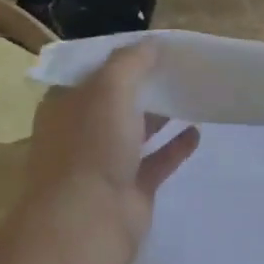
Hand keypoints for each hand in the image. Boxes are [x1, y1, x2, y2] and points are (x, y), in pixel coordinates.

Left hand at [20, 42, 199, 263]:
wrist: (90, 219)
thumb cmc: (91, 147)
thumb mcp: (108, 89)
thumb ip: (130, 63)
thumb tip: (151, 43)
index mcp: (65, 106)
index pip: (91, 74)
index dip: (120, 59)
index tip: (152, 47)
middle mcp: (82, 132)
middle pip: (116, 102)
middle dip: (145, 86)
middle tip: (179, 68)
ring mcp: (106, 163)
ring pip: (137, 132)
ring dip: (161, 115)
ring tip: (192, 95)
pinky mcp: (132, 189)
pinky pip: (157, 161)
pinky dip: (176, 146)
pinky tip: (198, 131)